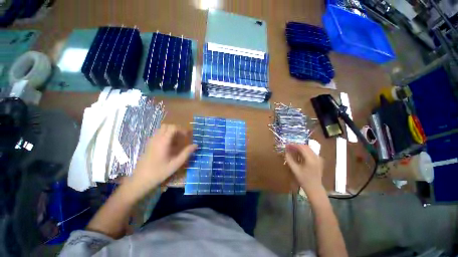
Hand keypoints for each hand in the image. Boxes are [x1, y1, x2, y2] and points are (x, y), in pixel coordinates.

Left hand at [130, 124, 196, 193]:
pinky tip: (168, 146)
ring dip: (170, 132)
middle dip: (176, 129)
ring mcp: (151, 141)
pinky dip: (165, 135)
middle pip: (167, 126)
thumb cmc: (159, 172)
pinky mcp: (149, 144)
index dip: (181, 130)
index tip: (186, 137)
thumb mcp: (176, 164)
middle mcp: (156, 139)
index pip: (173, 127)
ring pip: (162, 129)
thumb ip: (186, 153)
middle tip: (182, 138)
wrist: (140, 180)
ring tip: (176, 142)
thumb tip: (196, 145)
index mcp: (163, 142)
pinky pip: (158, 134)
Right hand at [285, 144, 323, 193]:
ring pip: (308, 148)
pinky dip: (304, 151)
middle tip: (289, 147)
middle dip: (296, 145)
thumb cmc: (303, 180)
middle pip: (305, 146)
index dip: (293, 145)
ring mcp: (318, 158)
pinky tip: (299, 153)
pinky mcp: (319, 160)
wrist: (314, 188)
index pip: (301, 147)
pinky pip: (311, 152)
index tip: (287, 145)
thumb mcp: (295, 170)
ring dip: (300, 147)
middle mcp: (316, 157)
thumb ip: (289, 159)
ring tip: (292, 149)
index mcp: (310, 159)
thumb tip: (285, 152)